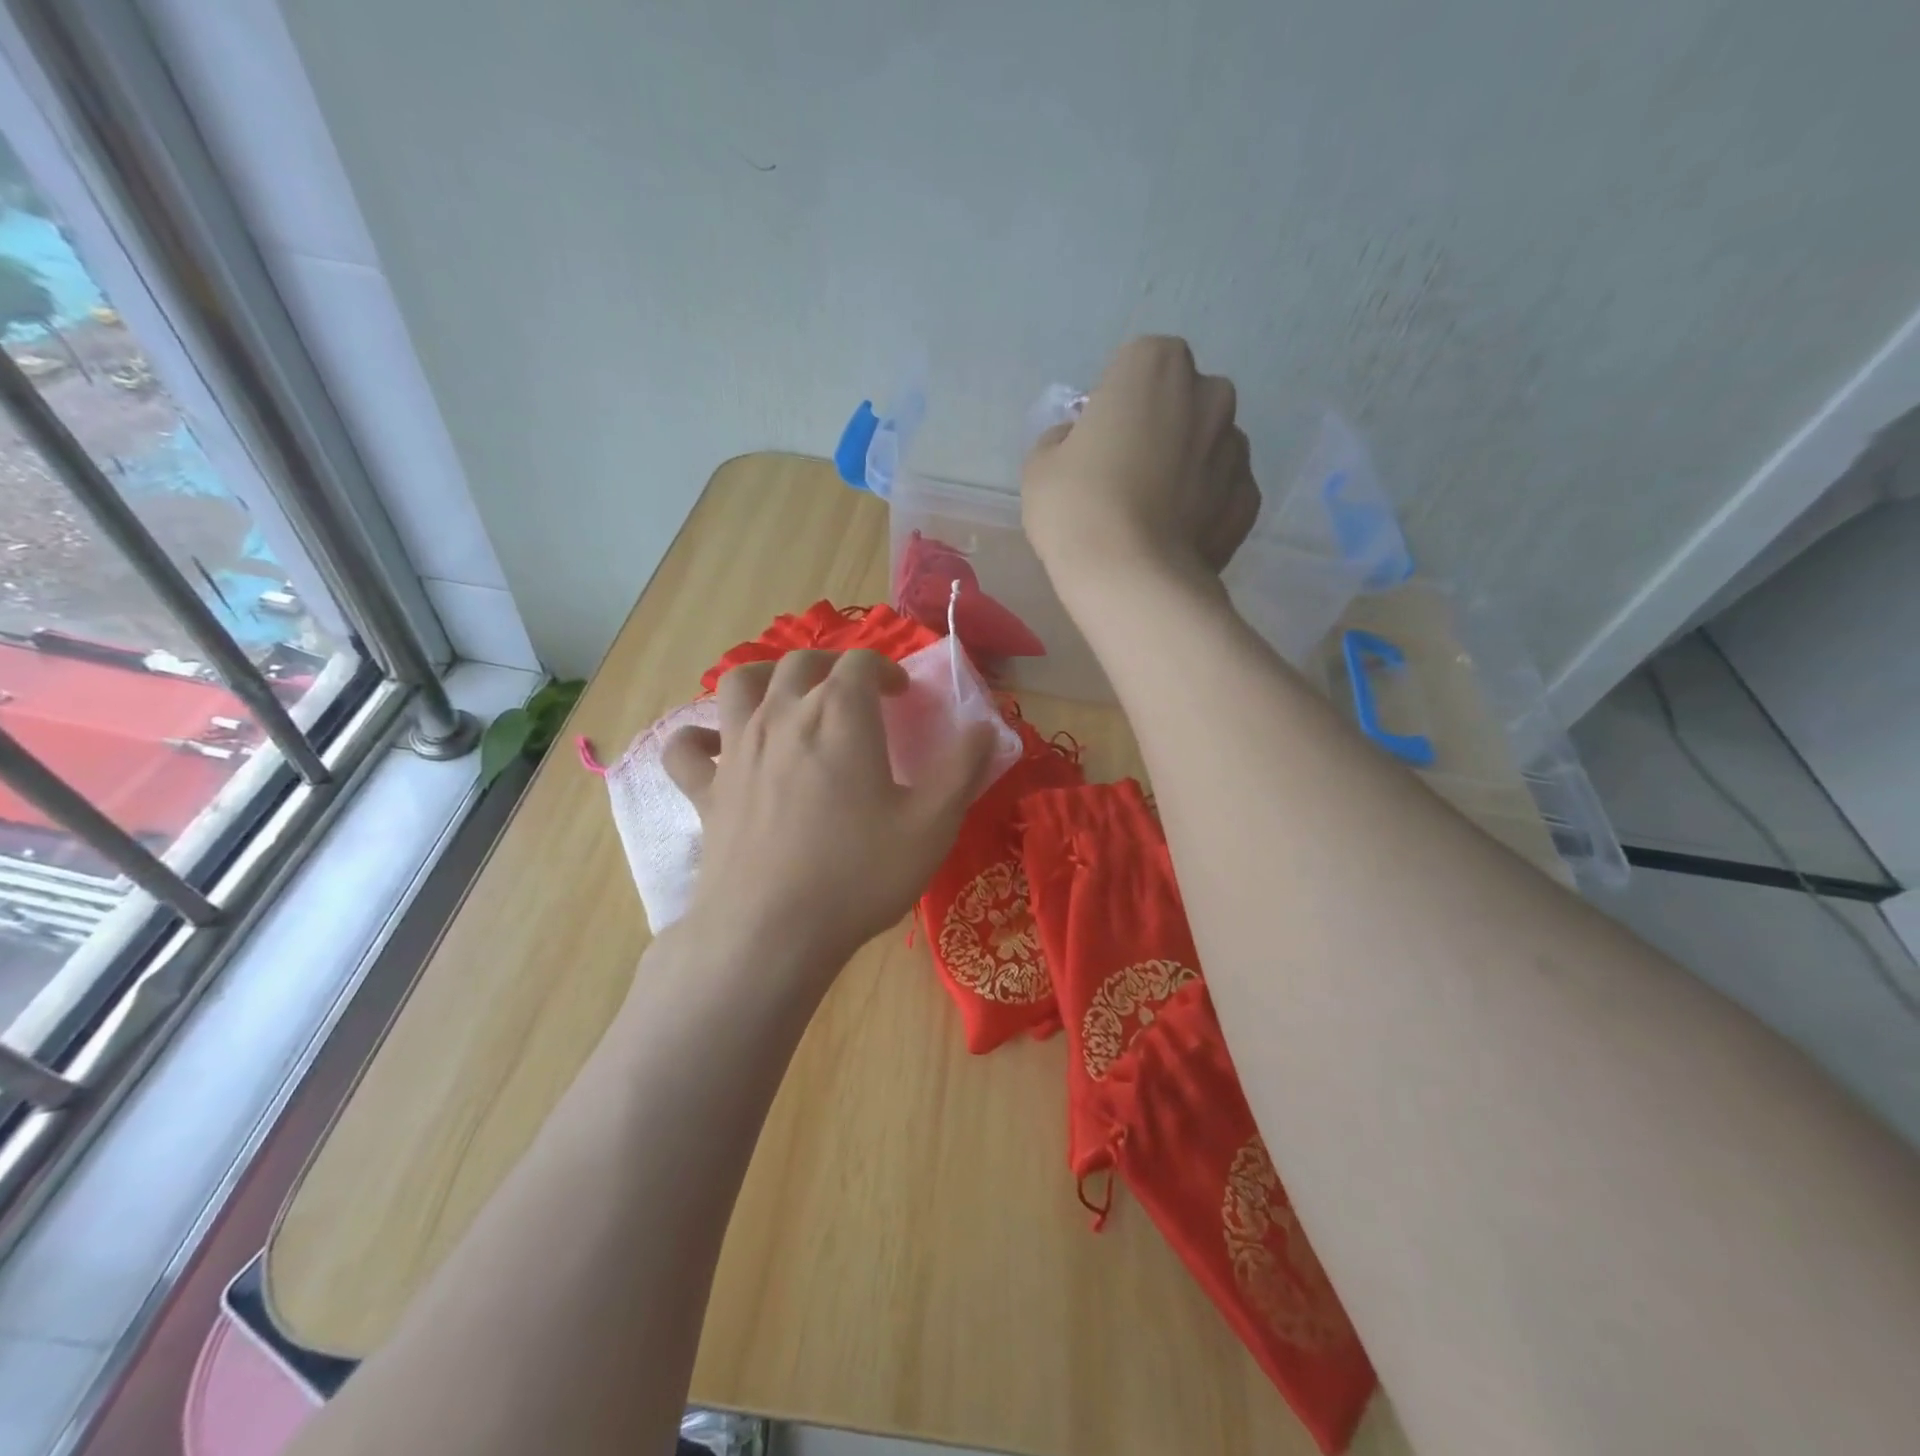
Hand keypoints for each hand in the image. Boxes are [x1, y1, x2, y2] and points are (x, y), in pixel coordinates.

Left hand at [661, 650, 997, 985]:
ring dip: (766, 677)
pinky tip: (712, 746)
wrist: (771, 931)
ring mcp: (737, 750)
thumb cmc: (859, 873)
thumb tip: (986, 727)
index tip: (902, 694)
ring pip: (740, 684)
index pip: (862, 664)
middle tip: (853, 692)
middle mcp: (783, 715)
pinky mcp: (706, 789)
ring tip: (785, 694)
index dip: (886, 669)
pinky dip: (698, 737)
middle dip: (832, 666)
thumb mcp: (933, 824)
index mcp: (840, 714)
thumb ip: (963, 768)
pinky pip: (687, 748)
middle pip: (801, 663)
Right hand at [1023, 335, 1258, 598]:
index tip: (1097, 442)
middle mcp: (1210, 393)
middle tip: (1124, 476)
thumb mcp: (1041, 465)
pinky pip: (1222, 493)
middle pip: (1180, 401)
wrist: (1131, 580)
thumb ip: (1062, 440)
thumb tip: (1078, 444)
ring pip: (1206, 446)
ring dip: (1185, 466)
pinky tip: (1175, 538)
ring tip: (1151, 515)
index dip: (1114, 404)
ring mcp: (1237, 448)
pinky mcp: (1249, 499)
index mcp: (1156, 365)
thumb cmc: (1078, 507)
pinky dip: (1204, 507)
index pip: (1135, 366)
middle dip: (1159, 427)